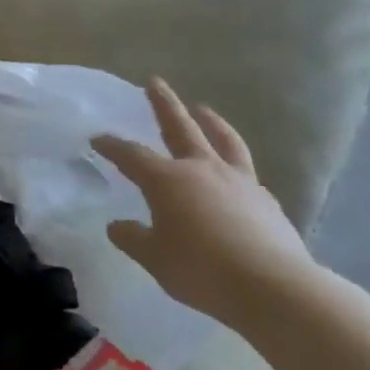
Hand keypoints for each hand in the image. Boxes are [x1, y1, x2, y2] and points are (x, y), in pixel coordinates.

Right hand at [93, 78, 315, 326]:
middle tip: (155, 82)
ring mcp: (239, 181)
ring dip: (210, 121)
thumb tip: (118, 226)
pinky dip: (234, 163)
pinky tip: (233, 173)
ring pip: (223, 140)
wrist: (272, 287)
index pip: (131, 155)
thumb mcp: (154, 258)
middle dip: (164, 104)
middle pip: (180, 127)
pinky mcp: (266, 200)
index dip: (112, 146)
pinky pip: (246, 173)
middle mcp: (202, 170)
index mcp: (167, 180)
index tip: (97, 139)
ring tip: (203, 109)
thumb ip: (133, 238)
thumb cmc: (201, 270)